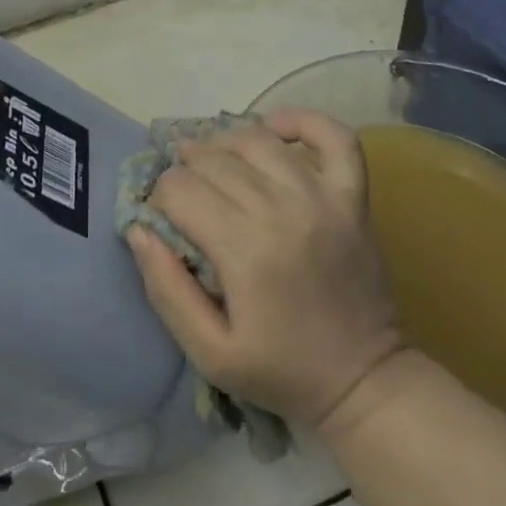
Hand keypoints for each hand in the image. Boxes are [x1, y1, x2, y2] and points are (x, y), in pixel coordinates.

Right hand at [126, 110, 405, 433]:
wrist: (366, 383)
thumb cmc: (282, 372)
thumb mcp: (208, 353)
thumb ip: (166, 290)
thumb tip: (139, 229)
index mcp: (245, 251)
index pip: (180, 190)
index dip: (159, 197)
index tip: (162, 218)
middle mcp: (283, 211)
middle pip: (214, 161)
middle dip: (185, 169)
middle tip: (183, 193)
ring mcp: (323, 198)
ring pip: (258, 141)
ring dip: (224, 143)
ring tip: (212, 161)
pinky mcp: (353, 198)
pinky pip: (335, 138)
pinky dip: (303, 121)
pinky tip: (275, 127)